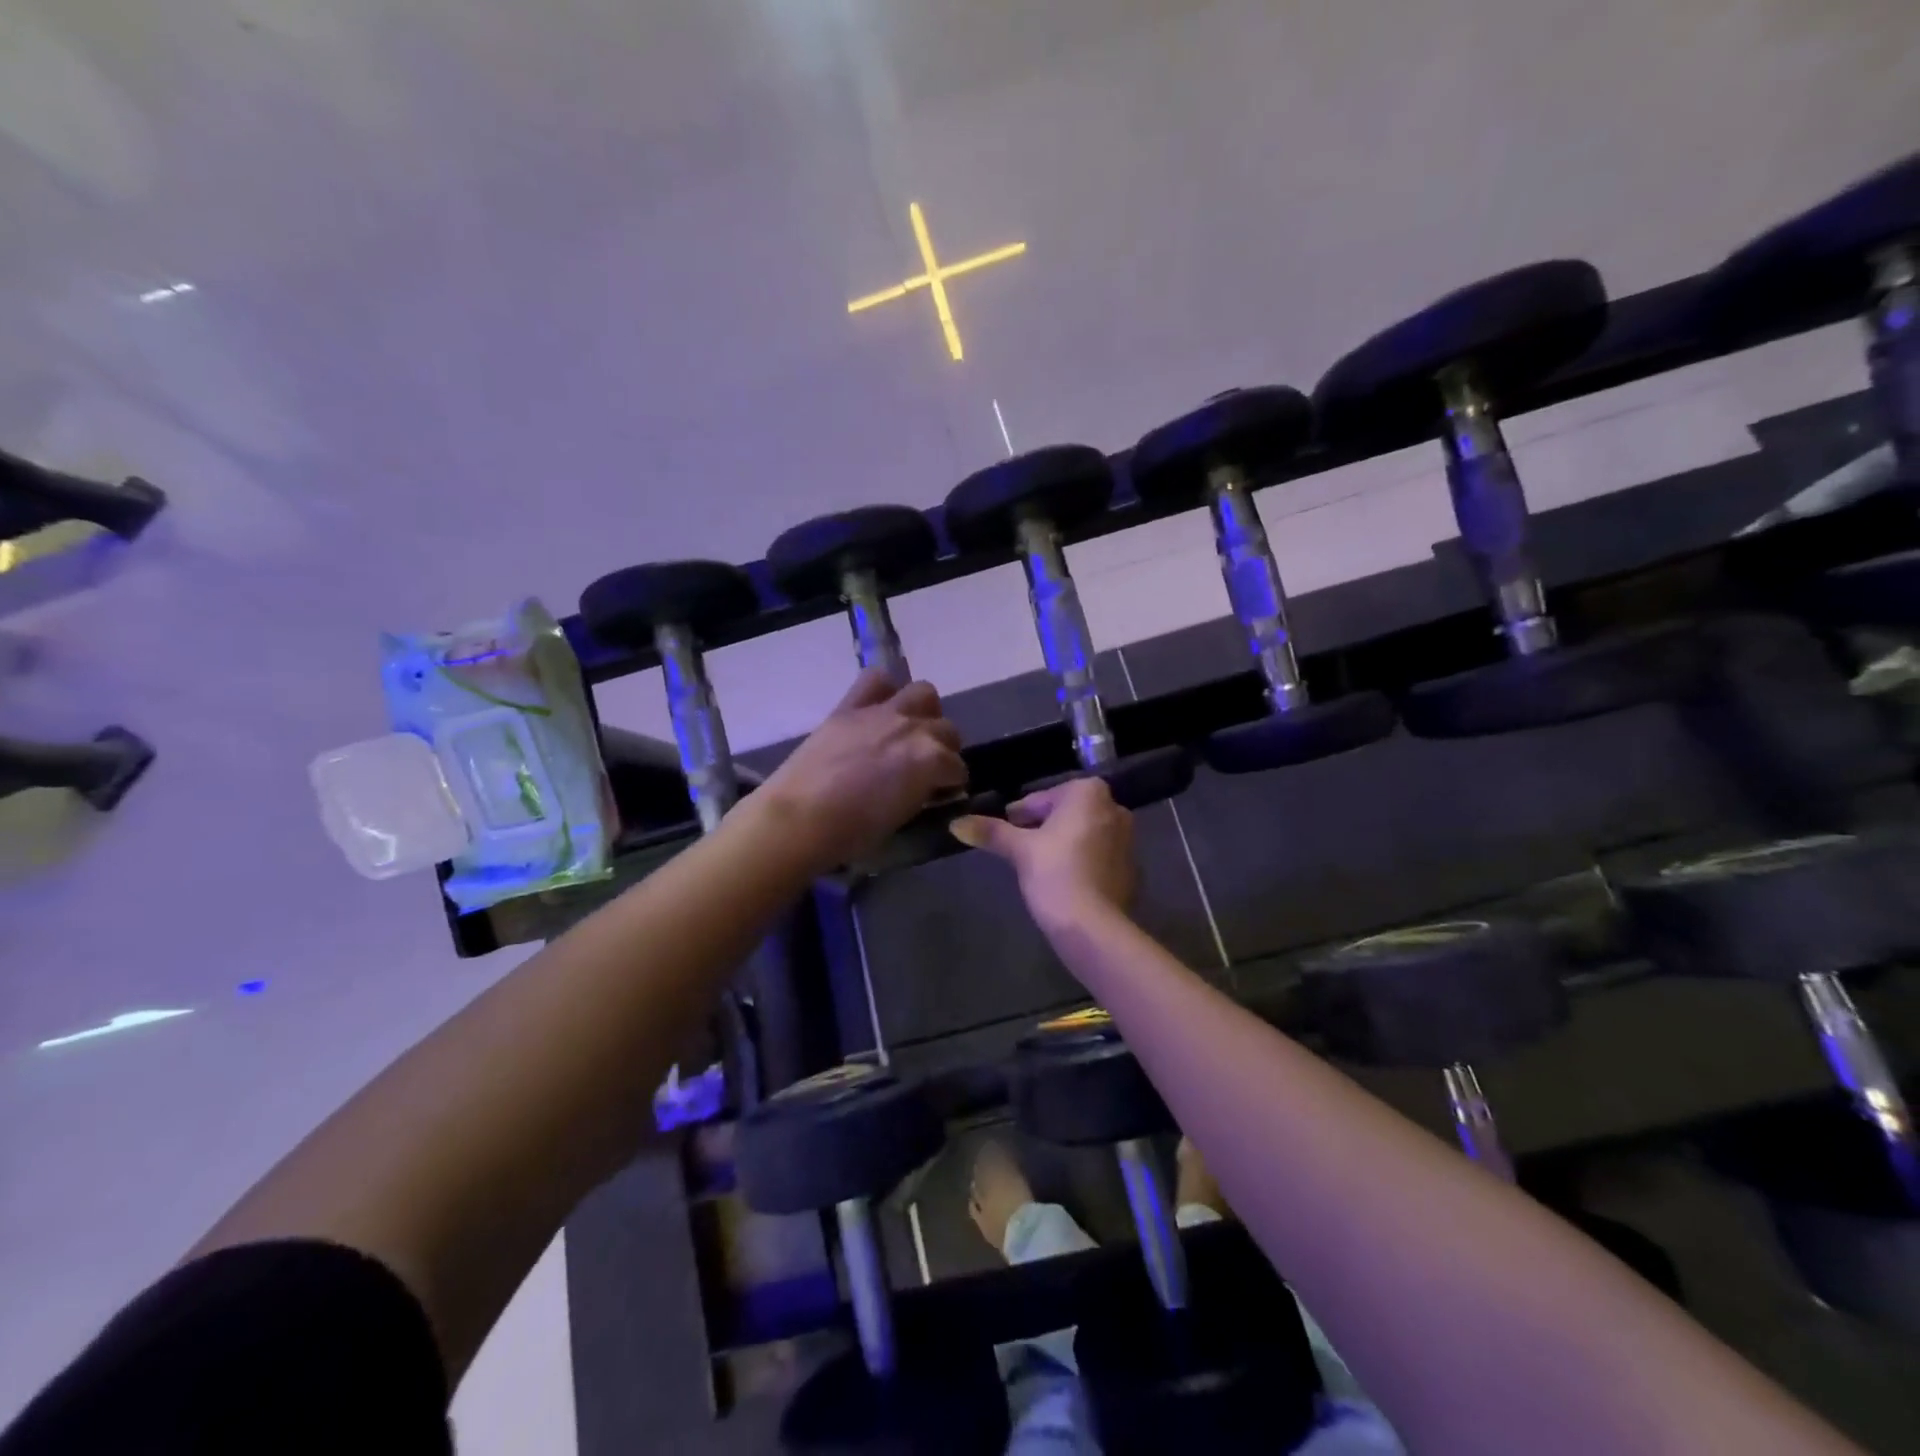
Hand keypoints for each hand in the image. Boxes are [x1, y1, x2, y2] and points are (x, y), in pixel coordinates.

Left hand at [757, 669, 965, 868]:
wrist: (799, 818)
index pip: (957, 768)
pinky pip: (877, 680)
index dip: (950, 783)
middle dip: (943, 749)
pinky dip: (884, 690)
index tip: (941, 792)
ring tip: (909, 732)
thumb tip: (928, 787)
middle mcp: (914, 728)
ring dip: (924, 712)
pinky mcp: (851, 706)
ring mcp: (883, 712)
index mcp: (932, 760)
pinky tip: (880, 708)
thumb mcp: (902, 817)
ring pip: (924, 694)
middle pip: (947, 729)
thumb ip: (922, 793)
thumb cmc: (852, 833)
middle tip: (927, 766)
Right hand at [949, 776, 1135, 931]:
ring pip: (1083, 834)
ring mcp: (1128, 839)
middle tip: (1019, 849)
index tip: (1007, 831)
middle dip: (1043, 827)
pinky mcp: (1131, 868)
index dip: (1020, 815)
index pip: (1043, 798)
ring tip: (1038, 867)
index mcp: (1089, 793)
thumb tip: (956, 823)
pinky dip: (1081, 863)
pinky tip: (1063, 883)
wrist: (1094, 926)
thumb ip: (990, 832)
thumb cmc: (1055, 874)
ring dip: (1062, 844)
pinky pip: (1098, 857)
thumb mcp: (1019, 850)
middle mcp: (1114, 808)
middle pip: (1066, 814)